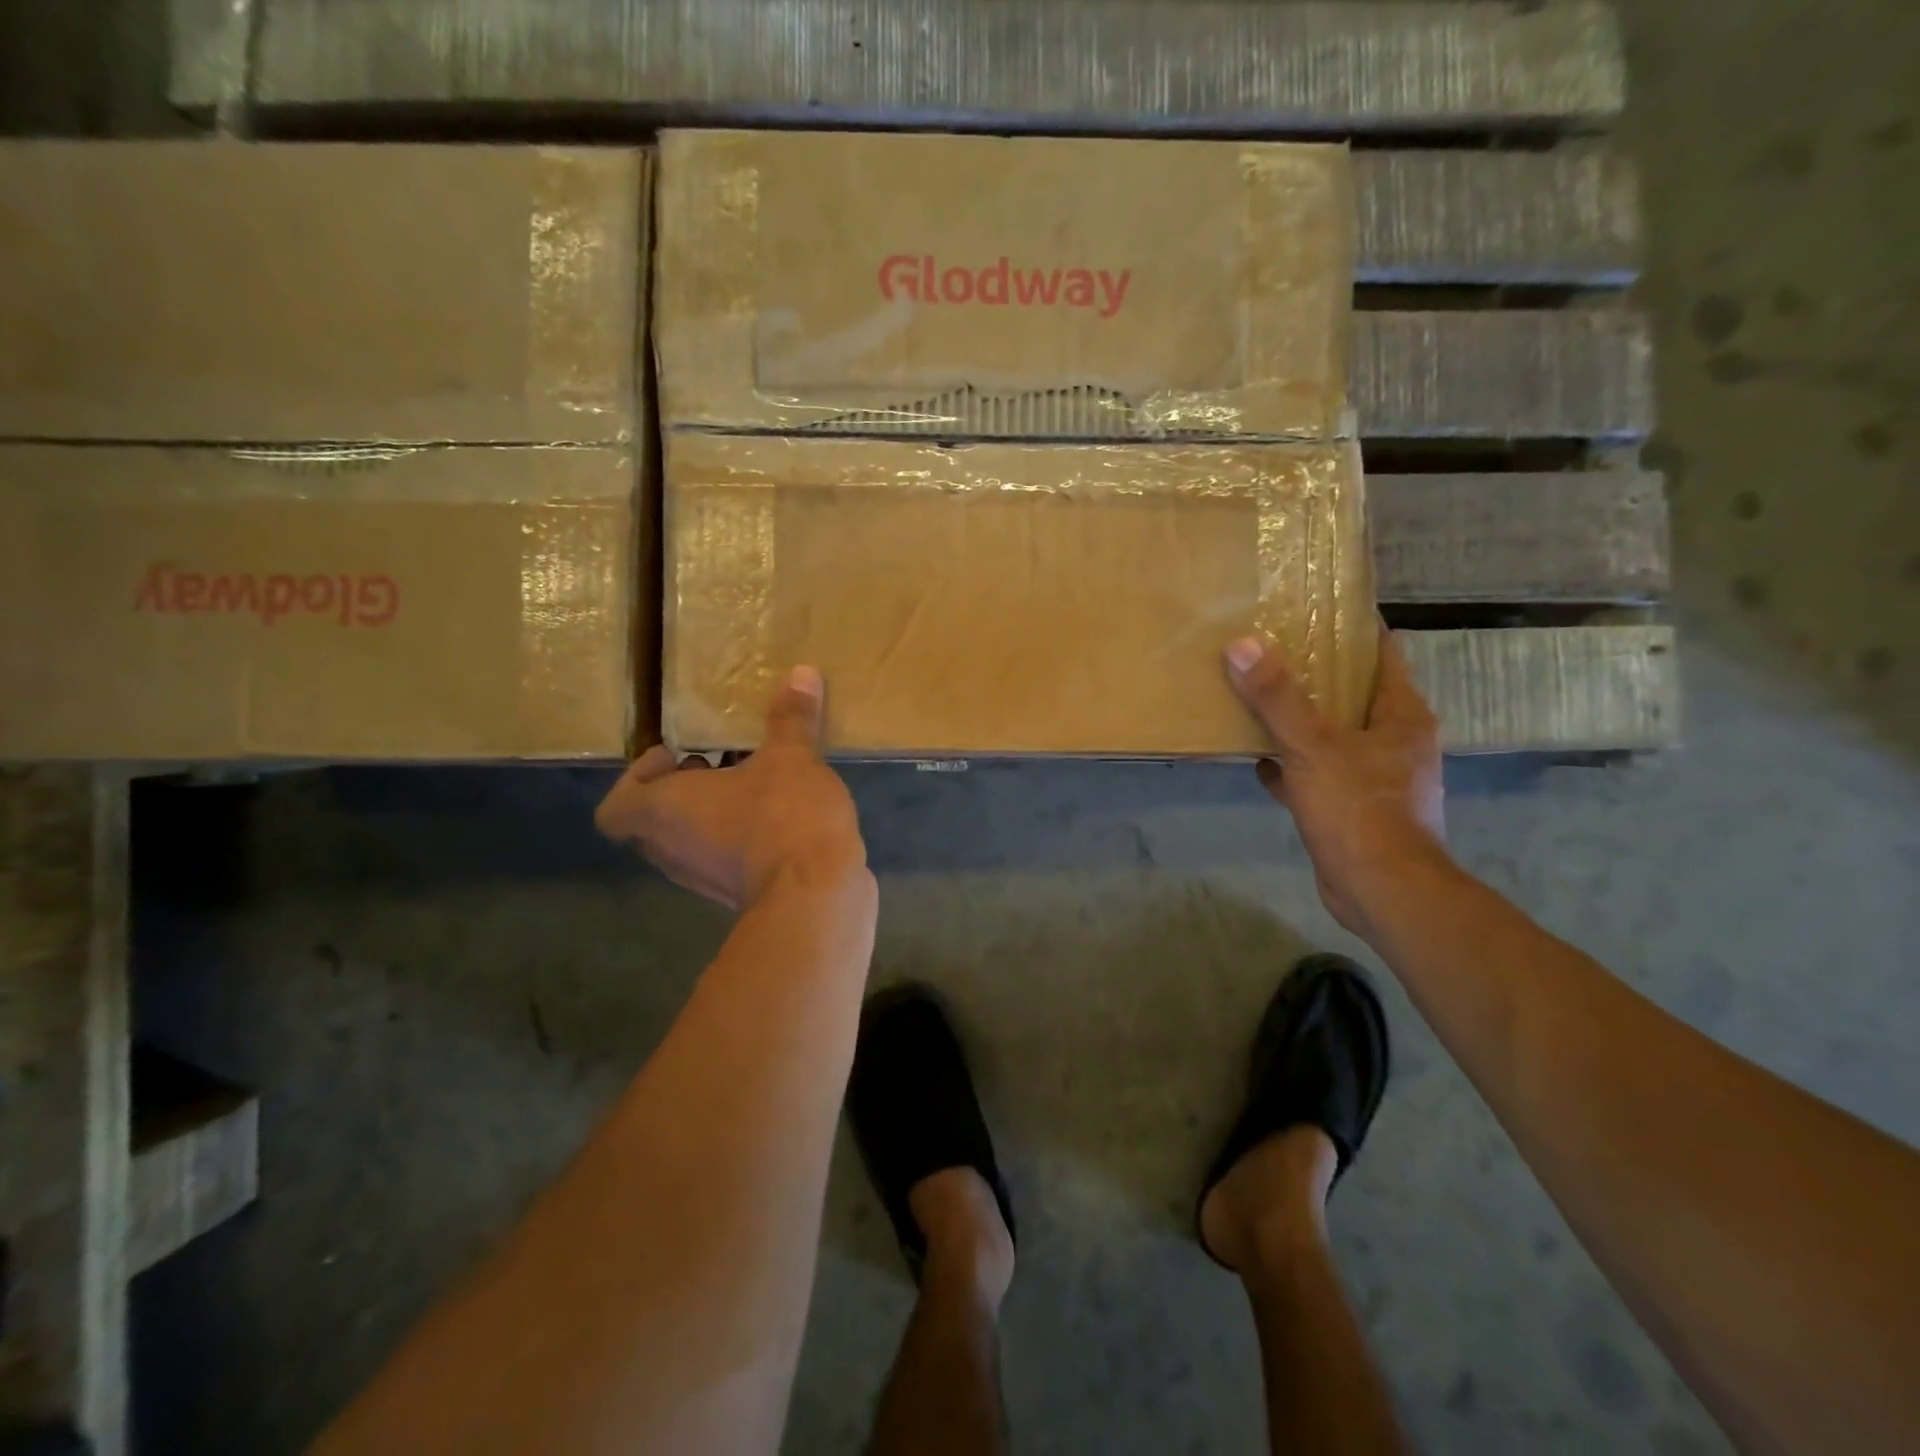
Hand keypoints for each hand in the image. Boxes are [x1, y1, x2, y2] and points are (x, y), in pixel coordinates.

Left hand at [595, 666, 869, 911]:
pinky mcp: (738, 894)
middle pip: (652, 821)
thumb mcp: (791, 756)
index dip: (637, 778)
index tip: (679, 756)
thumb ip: (791, 718)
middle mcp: (672, 849)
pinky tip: (780, 817)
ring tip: (753, 785)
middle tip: (718, 763)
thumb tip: (802, 672)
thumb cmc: (784, 816)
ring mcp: (703, 878)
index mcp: (664, 811)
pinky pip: (723, 860)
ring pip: (689, 842)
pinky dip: (739, 839)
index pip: (616, 807)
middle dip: (682, 790)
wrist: (817, 895)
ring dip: (711, 815)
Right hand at [1225, 630, 1447, 934]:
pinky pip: (1319, 774)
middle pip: (1354, 693)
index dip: (1352, 631)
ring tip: (1260, 700)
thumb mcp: (1312, 747)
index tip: (1314, 612)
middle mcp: (1395, 741)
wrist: (1381, 891)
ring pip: (1334, 735)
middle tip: (1272, 652)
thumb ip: (1277, 698)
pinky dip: (1293, 766)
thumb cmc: (1359, 808)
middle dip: (1317, 675)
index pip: (1383, 654)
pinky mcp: (1355, 809)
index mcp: (1401, 716)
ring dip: (1302, 721)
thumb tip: (1242, 645)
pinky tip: (1260, 763)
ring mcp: (1376, 777)